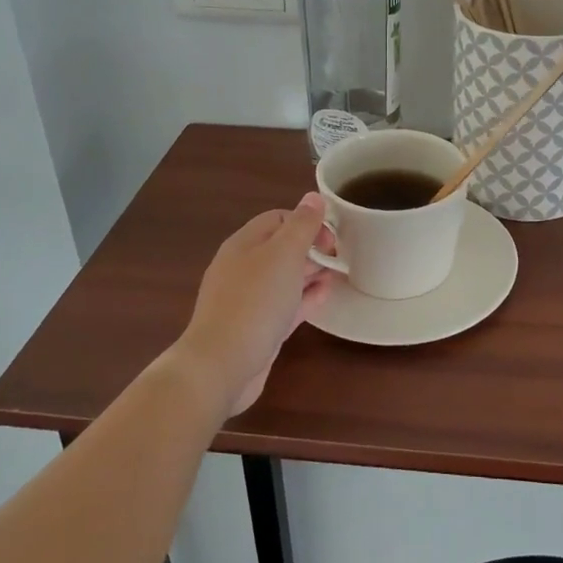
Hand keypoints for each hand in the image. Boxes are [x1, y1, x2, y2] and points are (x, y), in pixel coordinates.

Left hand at [171, 194, 335, 418]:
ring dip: (311, 272)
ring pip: (284, 277)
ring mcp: (248, 300)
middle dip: (311, 247)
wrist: (222, 366)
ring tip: (339, 273)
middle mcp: (243, 267)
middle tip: (340, 256)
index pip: (278, 218)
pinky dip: (305, 297)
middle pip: (281, 247)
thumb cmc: (254, 302)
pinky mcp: (257, 327)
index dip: (307, 221)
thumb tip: (313, 196)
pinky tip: (325, 296)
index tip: (332, 237)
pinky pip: (285, 305)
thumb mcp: (283, 255)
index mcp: (244, 244)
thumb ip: (301, 225)